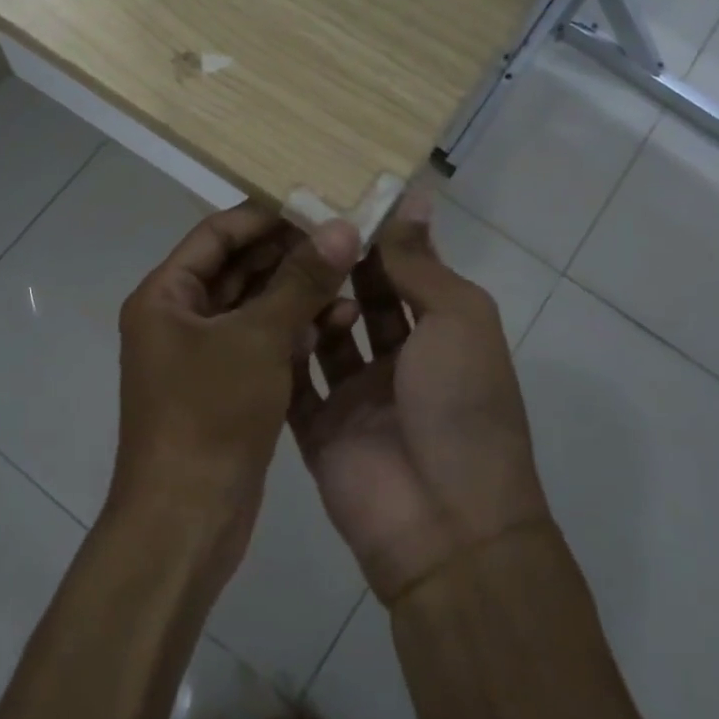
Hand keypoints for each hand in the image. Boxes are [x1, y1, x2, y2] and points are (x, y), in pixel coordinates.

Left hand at [115, 203, 359, 581]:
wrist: (186, 519)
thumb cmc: (210, 414)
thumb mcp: (258, 338)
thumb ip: (300, 280)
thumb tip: (341, 227)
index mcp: (166, 295)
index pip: (217, 234)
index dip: (265, 216)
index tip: (316, 202)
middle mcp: (179, 318)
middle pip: (239, 268)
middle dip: (290, 253)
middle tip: (344, 236)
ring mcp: (202, 355)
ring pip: (255, 306)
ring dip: (298, 292)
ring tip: (350, 276)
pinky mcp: (226, 386)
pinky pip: (262, 342)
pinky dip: (295, 330)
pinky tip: (339, 320)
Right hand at [290, 190, 550, 602]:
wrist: (445, 523)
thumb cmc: (463, 405)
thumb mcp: (457, 319)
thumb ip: (421, 263)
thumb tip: (413, 197)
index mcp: (440, 333)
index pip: (401, 272)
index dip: (373, 236)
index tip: (334, 195)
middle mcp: (399, 360)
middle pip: (358, 300)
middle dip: (332, 264)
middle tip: (289, 221)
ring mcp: (356, 396)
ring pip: (321, 336)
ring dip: (304, 303)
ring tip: (271, 263)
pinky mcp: (318, 428)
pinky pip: (293, 381)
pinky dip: (279, 351)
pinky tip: (256, 313)